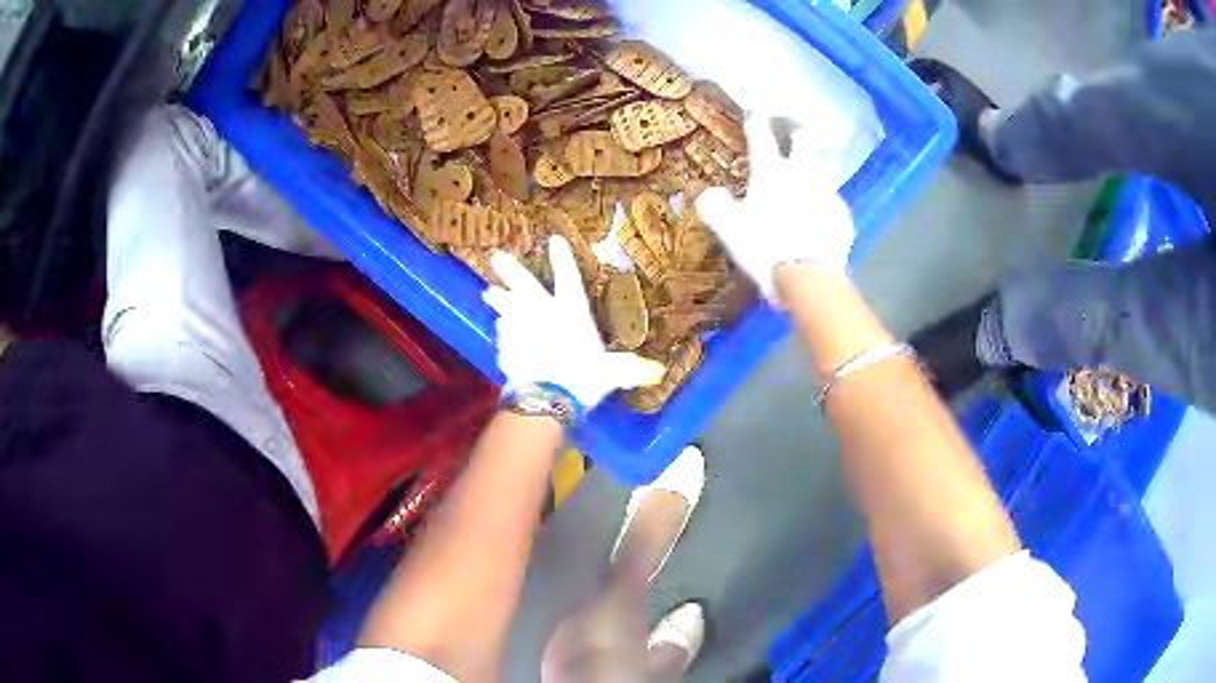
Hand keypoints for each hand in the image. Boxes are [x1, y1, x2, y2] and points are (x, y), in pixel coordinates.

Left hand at [483, 236, 665, 409]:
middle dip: (510, 270)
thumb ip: (630, 369)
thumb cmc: (582, 379)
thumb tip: (658, 372)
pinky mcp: (505, 349)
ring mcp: (520, 330)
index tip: (553, 239)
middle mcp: (542, 314)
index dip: (562, 258)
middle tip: (495, 256)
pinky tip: (499, 330)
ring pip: (506, 308)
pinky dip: (502, 332)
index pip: (568, 278)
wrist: (545, 399)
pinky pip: (502, 336)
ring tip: (487, 292)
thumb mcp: (612, 374)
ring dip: (498, 299)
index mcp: (571, 312)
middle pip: (524, 286)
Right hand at [697, 115, 855, 301]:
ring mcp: (827, 193)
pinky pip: (834, 201)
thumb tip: (708, 194)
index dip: (756, 120)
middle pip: (805, 139)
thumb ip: (715, 206)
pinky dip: (825, 202)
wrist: (809, 278)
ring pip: (824, 167)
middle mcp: (802, 174)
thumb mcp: (728, 229)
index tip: (755, 112)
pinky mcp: (842, 217)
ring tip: (810, 171)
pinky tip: (822, 213)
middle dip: (796, 130)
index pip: (762, 135)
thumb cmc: (765, 248)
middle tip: (792, 130)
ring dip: (815, 164)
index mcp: (771, 172)